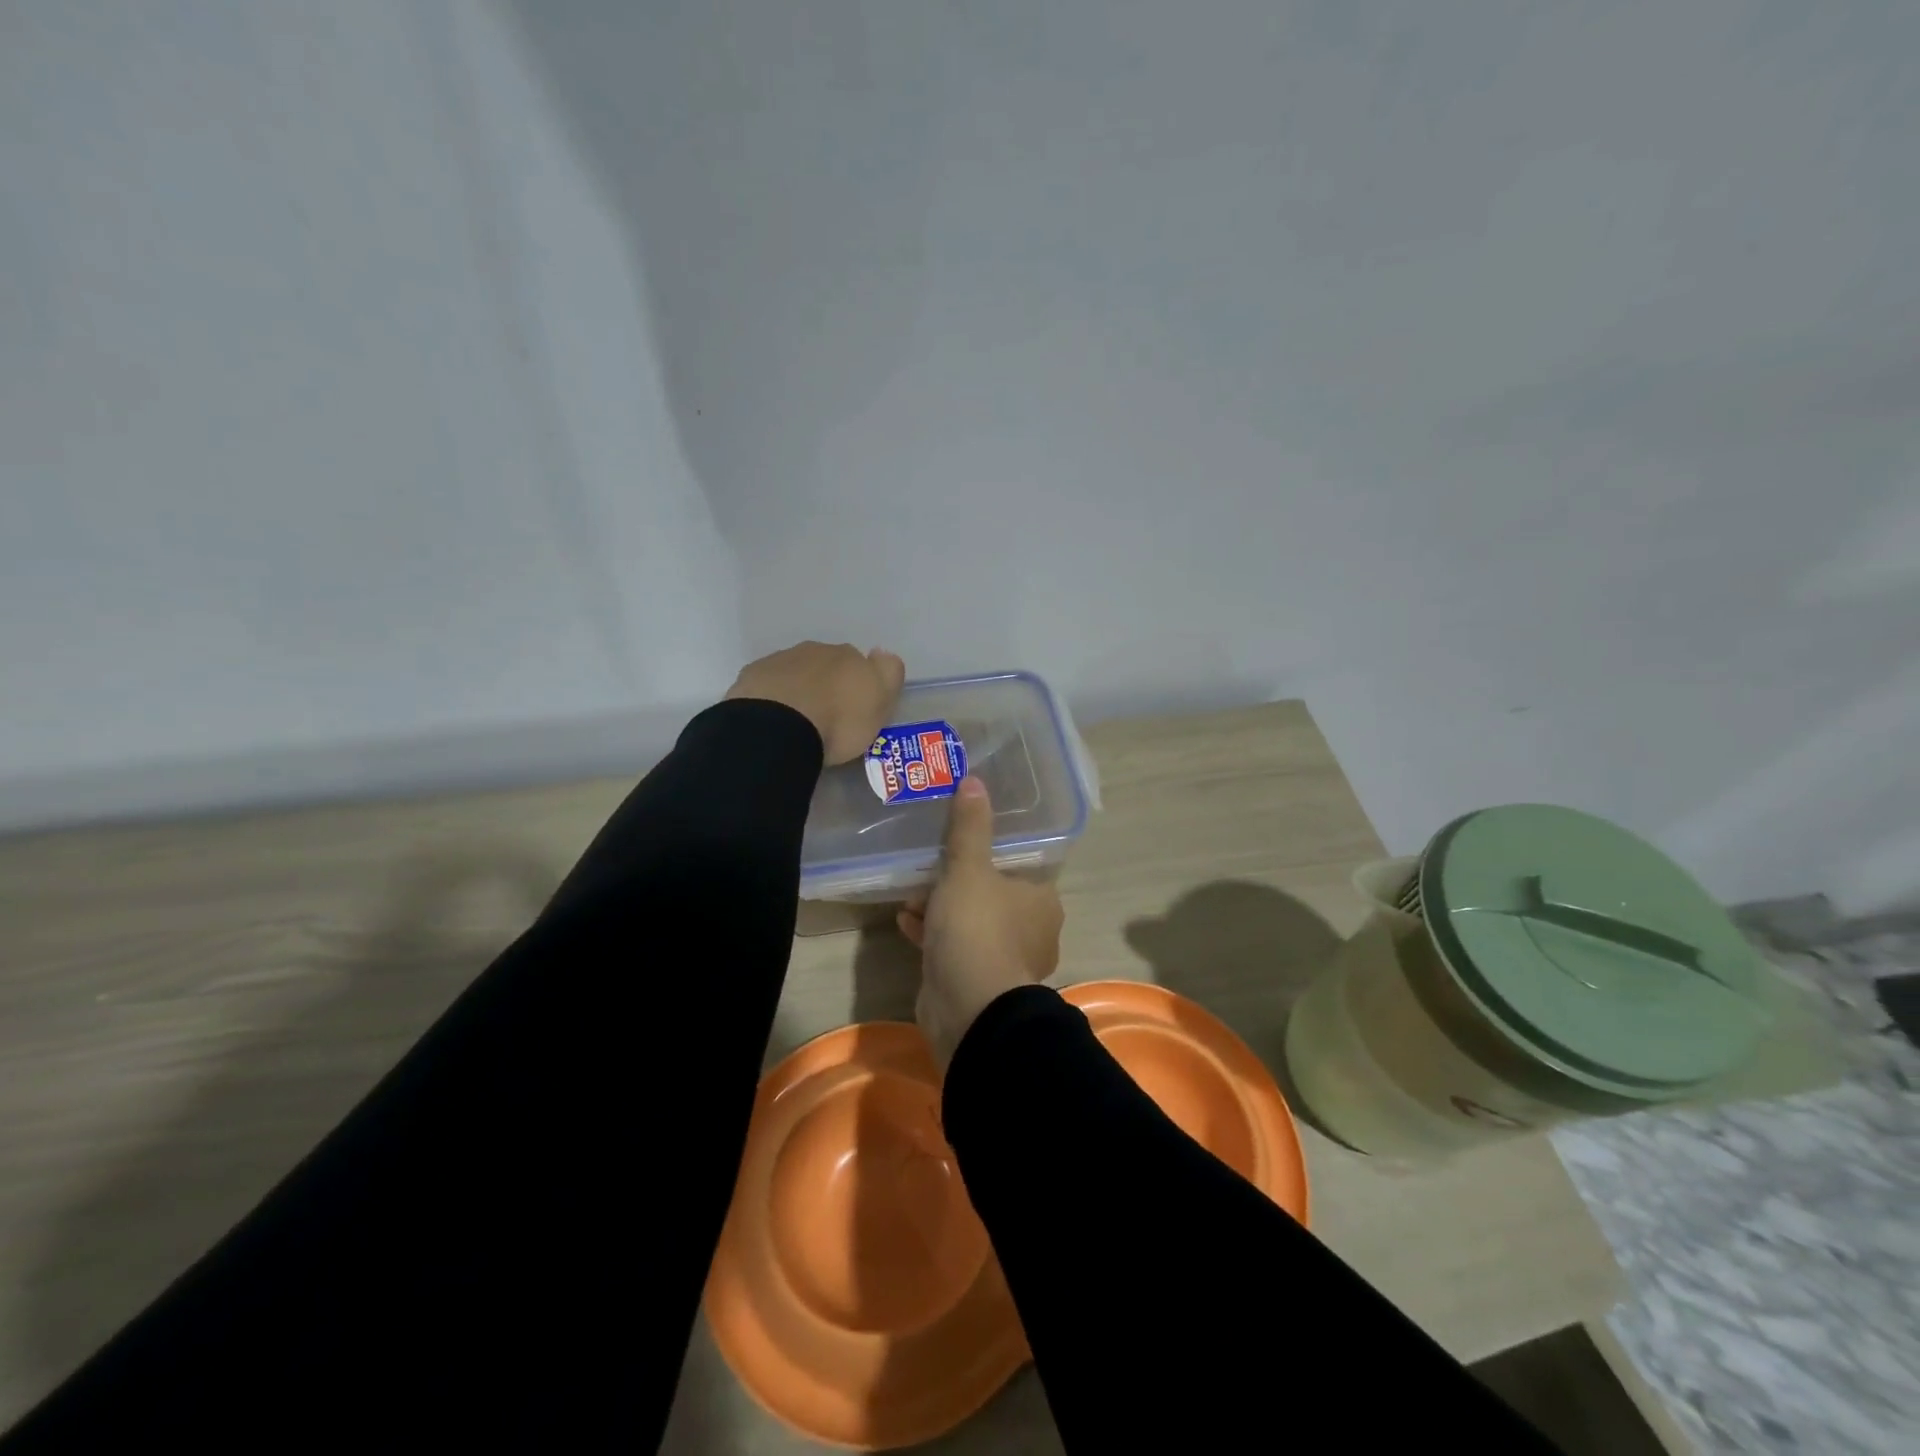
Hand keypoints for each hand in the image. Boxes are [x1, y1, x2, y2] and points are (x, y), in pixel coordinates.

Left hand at [727, 642, 905, 764]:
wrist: (778, 729)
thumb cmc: (838, 721)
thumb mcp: (880, 701)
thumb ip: (888, 673)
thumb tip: (881, 653)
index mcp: (848, 656)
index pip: (859, 663)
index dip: (858, 684)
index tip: (855, 709)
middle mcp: (814, 651)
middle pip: (825, 665)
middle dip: (827, 684)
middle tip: (827, 717)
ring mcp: (779, 661)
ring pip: (795, 672)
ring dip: (798, 690)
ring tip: (797, 722)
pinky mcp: (751, 678)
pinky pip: (768, 686)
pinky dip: (772, 698)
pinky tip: (773, 721)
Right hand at [899, 777, 1064, 1067]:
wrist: (968, 1009)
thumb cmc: (977, 928)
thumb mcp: (969, 868)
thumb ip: (970, 826)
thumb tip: (974, 780)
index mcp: (1042, 900)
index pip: (1019, 864)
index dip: (989, 851)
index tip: (960, 840)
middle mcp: (1032, 929)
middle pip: (992, 893)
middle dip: (957, 881)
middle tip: (929, 868)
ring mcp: (1006, 960)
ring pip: (972, 921)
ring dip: (941, 907)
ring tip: (911, 895)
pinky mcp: (978, 982)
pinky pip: (956, 947)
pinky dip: (934, 934)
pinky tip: (906, 922)